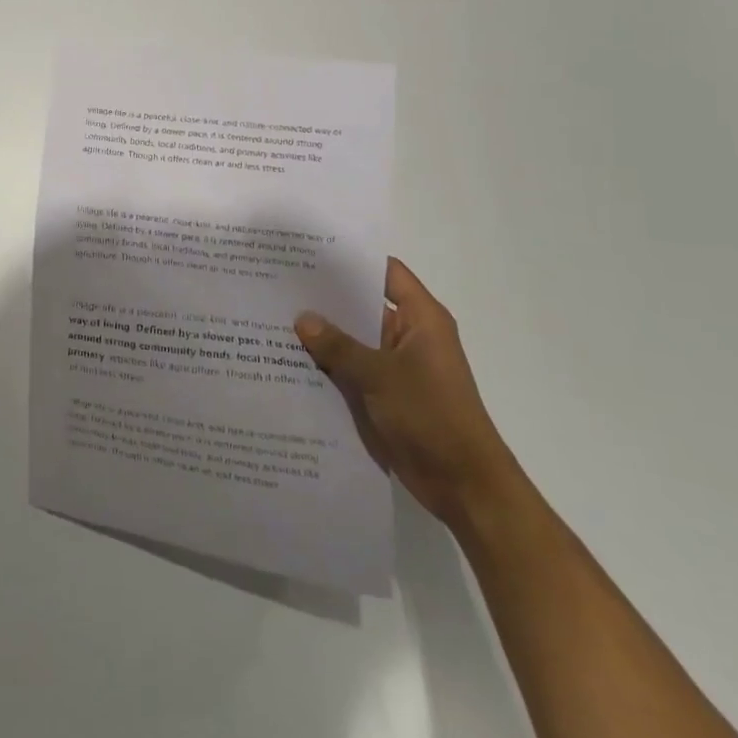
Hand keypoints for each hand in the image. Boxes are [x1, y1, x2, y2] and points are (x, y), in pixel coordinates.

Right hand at [296, 258, 522, 527]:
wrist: (463, 485)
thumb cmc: (431, 416)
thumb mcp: (380, 375)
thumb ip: (338, 346)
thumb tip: (302, 318)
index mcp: (420, 319)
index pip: (385, 273)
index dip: (352, 259)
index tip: (311, 251)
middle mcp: (408, 335)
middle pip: (363, 305)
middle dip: (326, 298)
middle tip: (279, 283)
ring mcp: (396, 366)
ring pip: (353, 339)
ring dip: (323, 334)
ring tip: (273, 317)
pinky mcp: (385, 394)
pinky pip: (351, 369)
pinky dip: (327, 365)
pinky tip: (288, 360)